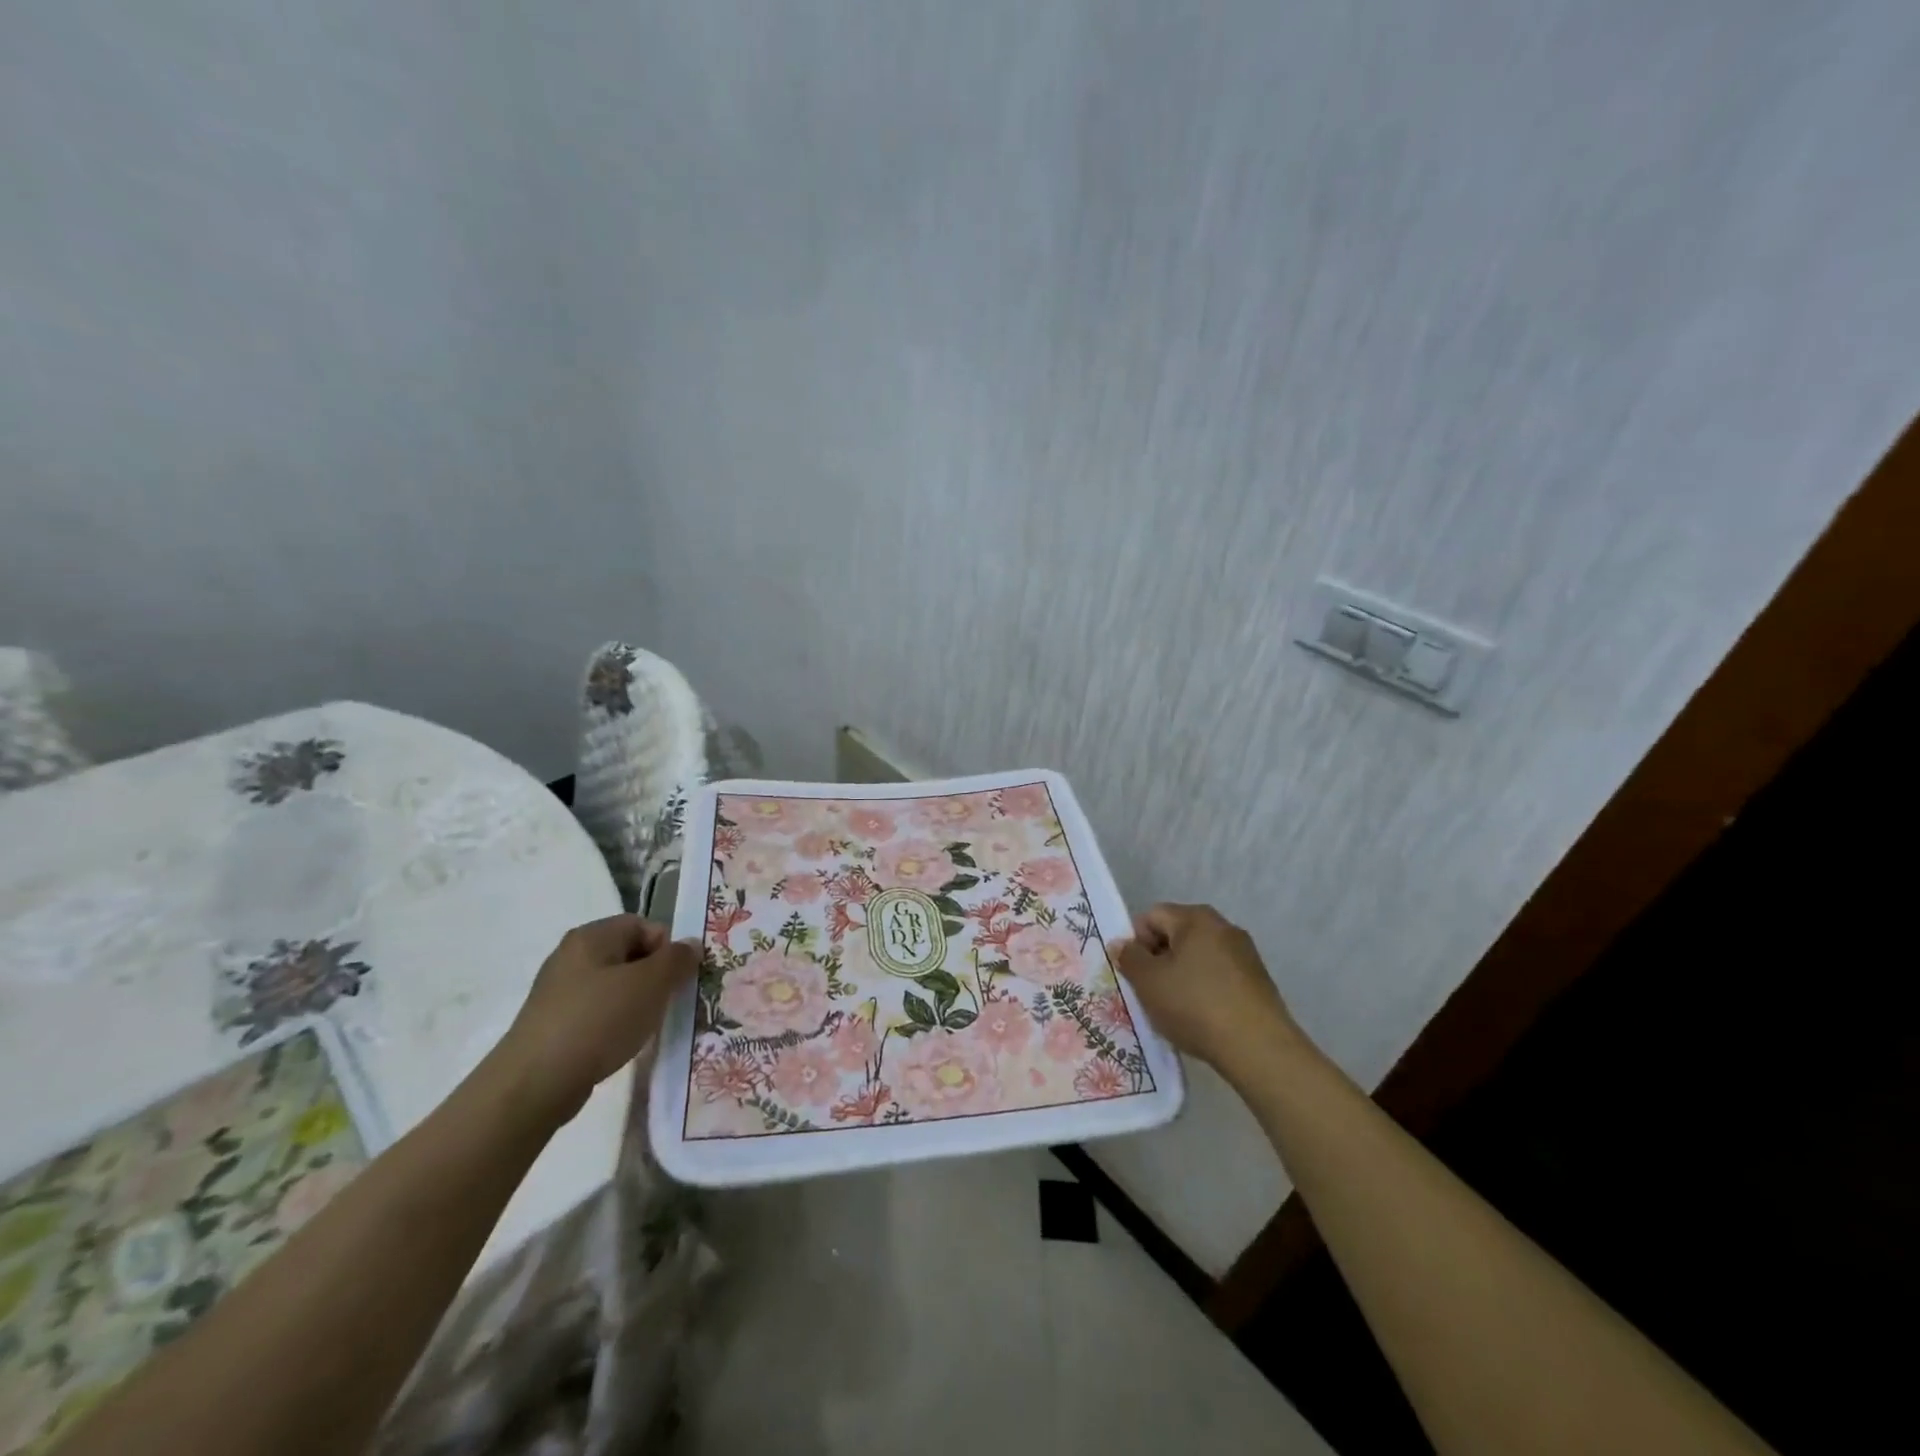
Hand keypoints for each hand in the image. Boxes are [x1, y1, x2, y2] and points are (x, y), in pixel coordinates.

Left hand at [488, 915, 696, 1129]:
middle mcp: (572, 955)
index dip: (667, 948)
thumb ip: (677, 959)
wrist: (535, 1084)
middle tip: (667, 1003)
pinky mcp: (553, 1023)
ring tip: (644, 1028)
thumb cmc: (599, 1021)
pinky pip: (596, 1012)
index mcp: (592, 936)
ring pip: (615, 986)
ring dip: (637, 1002)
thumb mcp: (651, 984)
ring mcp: (558, 991)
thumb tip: (691, 945)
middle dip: (654, 977)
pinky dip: (614, 1023)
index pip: (644, 925)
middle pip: (630, 955)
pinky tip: (619, 1044)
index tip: (678, 979)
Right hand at [1114, 903, 1307, 1081]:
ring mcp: (1245, 954)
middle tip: (1151, 992)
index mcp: (1195, 918)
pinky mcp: (1258, 981)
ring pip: (1198, 957)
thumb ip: (1129, 958)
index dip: (1136, 942)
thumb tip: (1122, 944)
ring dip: (1181, 976)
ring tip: (1177, 1009)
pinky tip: (1202, 1018)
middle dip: (1159, 960)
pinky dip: (1205, 990)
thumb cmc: (1195, 1005)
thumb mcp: (1148, 982)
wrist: (1258, 1048)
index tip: (1135, 974)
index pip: (1152, 916)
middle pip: (1176, 934)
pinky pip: (1219, 976)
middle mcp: (1223, 927)